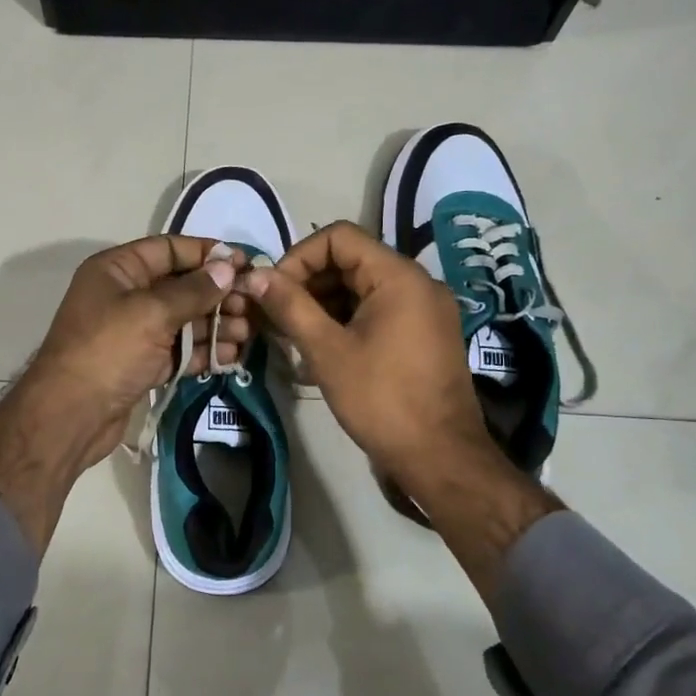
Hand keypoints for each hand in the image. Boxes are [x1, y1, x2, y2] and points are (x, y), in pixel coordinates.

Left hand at [0, 236, 246, 552]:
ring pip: (183, 320)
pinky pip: (178, 349)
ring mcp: (133, 331)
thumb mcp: (152, 313)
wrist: (70, 416)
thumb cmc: (107, 351)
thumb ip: (193, 290)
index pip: (168, 249)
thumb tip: (227, 268)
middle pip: (180, 286)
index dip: (206, 253)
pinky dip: (203, 351)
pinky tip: (233, 356)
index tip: (243, 263)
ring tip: (250, 332)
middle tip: (254, 305)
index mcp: (117, 270)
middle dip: (217, 294)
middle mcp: (124, 295)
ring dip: (216, 324)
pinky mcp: (141, 363)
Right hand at [236, 222, 486, 498]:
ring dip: (323, 304)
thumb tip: (255, 275)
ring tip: (291, 335)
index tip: (274, 290)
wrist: (440, 458)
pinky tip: (318, 349)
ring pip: (362, 288)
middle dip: (308, 282)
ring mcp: (424, 310)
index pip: (339, 237)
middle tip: (276, 315)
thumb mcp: (327, 350)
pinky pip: (377, 311)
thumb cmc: (381, 400)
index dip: (299, 256)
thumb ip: (290, 306)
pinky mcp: (423, 335)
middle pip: (351, 260)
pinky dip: (345, 321)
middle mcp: (418, 283)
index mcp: (399, 277)